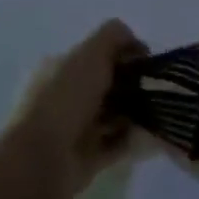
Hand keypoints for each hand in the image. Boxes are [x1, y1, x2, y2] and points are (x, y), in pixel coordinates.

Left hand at [0, 19, 147, 198]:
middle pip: (109, 84)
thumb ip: (114, 37)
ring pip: (115, 114)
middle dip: (135, 85)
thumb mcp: (90, 54)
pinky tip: (149, 134)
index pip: (98, 55)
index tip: (148, 62)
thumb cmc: (64, 101)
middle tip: (156, 89)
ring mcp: (75, 128)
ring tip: (157, 113)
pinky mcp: (87, 155)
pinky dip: (134, 139)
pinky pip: (118, 142)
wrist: (41, 161)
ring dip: (137, 113)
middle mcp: (65, 96)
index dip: (125, 54)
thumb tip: (136, 43)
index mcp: (59, 68)